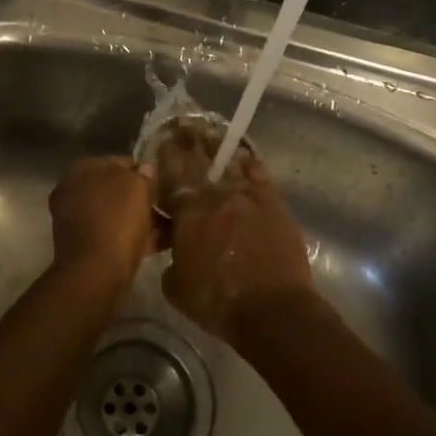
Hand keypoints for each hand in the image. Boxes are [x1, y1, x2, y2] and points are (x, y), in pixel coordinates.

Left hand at [48, 156, 154, 283]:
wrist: (96, 273)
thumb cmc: (116, 220)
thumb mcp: (137, 186)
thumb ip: (142, 174)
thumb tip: (144, 169)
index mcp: (82, 170)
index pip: (119, 161)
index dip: (143, 171)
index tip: (163, 183)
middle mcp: (74, 191)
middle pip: (116, 189)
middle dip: (141, 197)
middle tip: (166, 206)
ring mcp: (76, 220)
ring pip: (116, 213)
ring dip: (140, 218)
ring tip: (168, 227)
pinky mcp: (84, 246)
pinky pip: (114, 234)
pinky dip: (133, 237)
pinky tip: (158, 243)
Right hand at [155, 124, 315, 345]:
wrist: (272, 309)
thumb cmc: (218, 302)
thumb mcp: (176, 287)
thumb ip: (172, 260)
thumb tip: (177, 251)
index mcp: (188, 213)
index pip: (172, 176)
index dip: (166, 156)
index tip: (162, 141)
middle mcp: (216, 196)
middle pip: (199, 163)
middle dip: (189, 143)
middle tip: (183, 125)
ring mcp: (247, 196)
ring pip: (229, 164)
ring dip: (217, 147)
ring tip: (209, 133)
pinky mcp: (273, 204)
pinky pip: (259, 175)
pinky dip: (249, 163)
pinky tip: (244, 156)